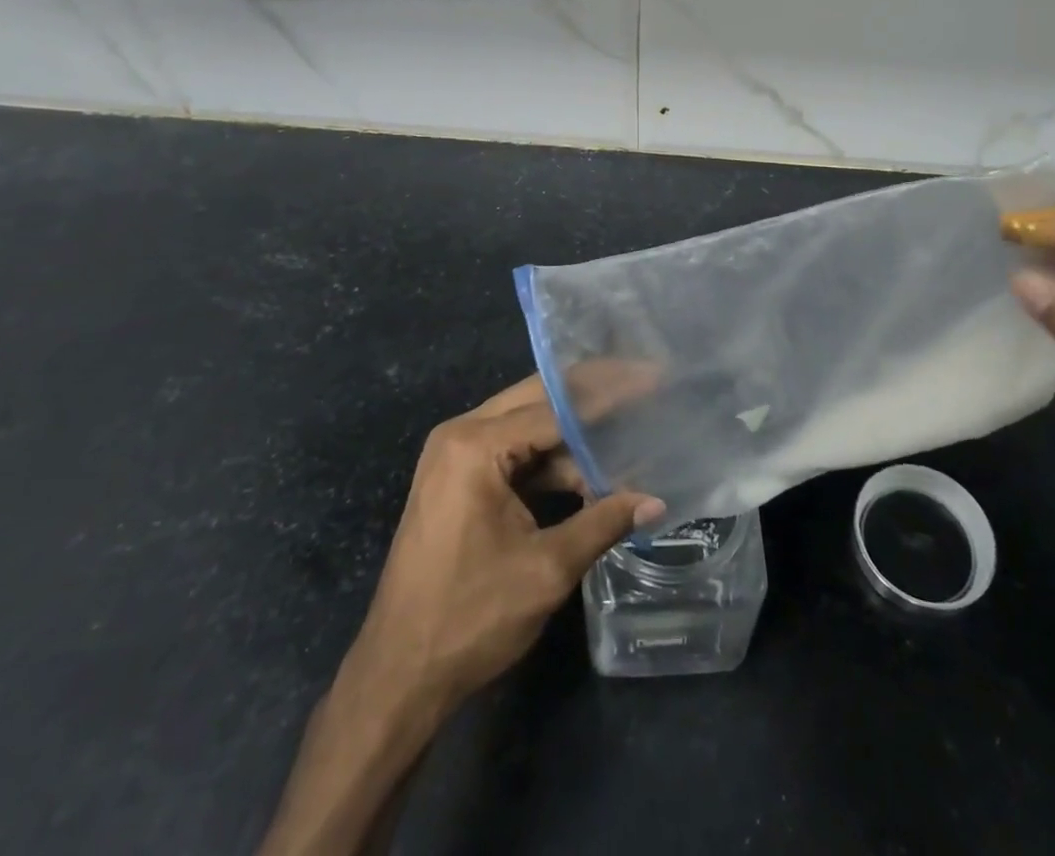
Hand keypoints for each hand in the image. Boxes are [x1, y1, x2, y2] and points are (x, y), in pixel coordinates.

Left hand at [258, 381, 663, 855]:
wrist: (398, 677)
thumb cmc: (470, 618)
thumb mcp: (547, 569)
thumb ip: (603, 523)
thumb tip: (656, 501)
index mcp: (475, 445)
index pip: (556, 405)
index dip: (609, 393)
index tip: (652, 378)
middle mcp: (460, 435)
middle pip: (539, 400)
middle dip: (592, 396)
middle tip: (644, 386)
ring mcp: (454, 456)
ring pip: (527, 427)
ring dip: (573, 437)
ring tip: (627, 436)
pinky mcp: (458, 480)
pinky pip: (513, 454)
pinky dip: (550, 462)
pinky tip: (590, 474)